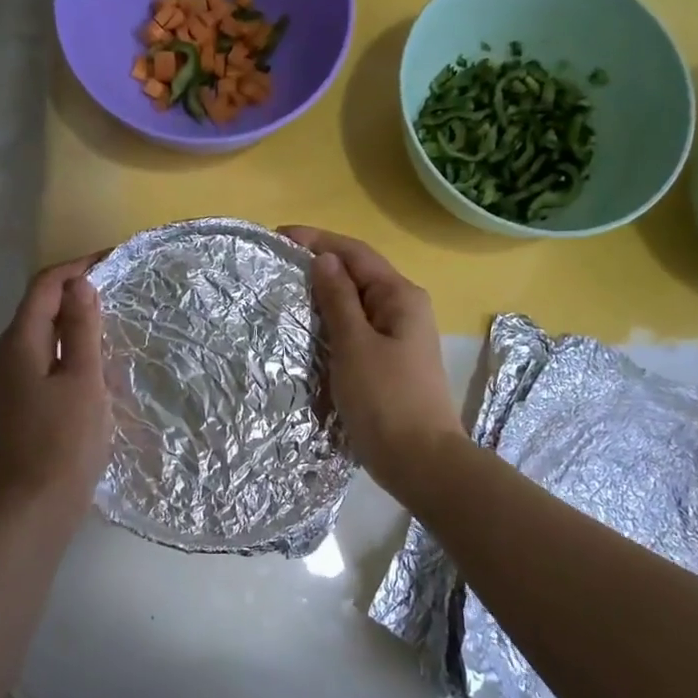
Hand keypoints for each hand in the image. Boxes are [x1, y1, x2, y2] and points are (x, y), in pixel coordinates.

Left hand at [0, 255, 112, 513]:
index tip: (116, 260)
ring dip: (77, 317)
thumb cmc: (64, 439)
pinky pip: (50, 355)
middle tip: (121, 285)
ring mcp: (16, 377)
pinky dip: (74, 345)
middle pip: (42, 304)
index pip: (46, 285)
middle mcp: (11, 352)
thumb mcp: (82, 379)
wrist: (36, 503)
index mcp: (21, 341)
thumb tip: (80, 284)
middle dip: (78, 289)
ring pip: (47, 331)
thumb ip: (80, 329)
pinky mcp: (27, 398)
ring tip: (116, 315)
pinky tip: (99, 356)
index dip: (78, 267)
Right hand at [282, 227, 466, 498]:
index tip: (279, 236)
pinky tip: (310, 329)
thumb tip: (324, 259)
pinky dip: (333, 322)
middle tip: (276, 265)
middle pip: (358, 274)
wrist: (421, 461)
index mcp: (401, 296)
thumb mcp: (356, 345)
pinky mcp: (390, 361)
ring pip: (357, 303)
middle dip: (320, 265)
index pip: (355, 254)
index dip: (318, 240)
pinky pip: (358, 329)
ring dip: (325, 294)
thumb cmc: (386, 400)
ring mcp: (399, 336)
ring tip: (286, 292)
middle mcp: (404, 309)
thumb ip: (339, 299)